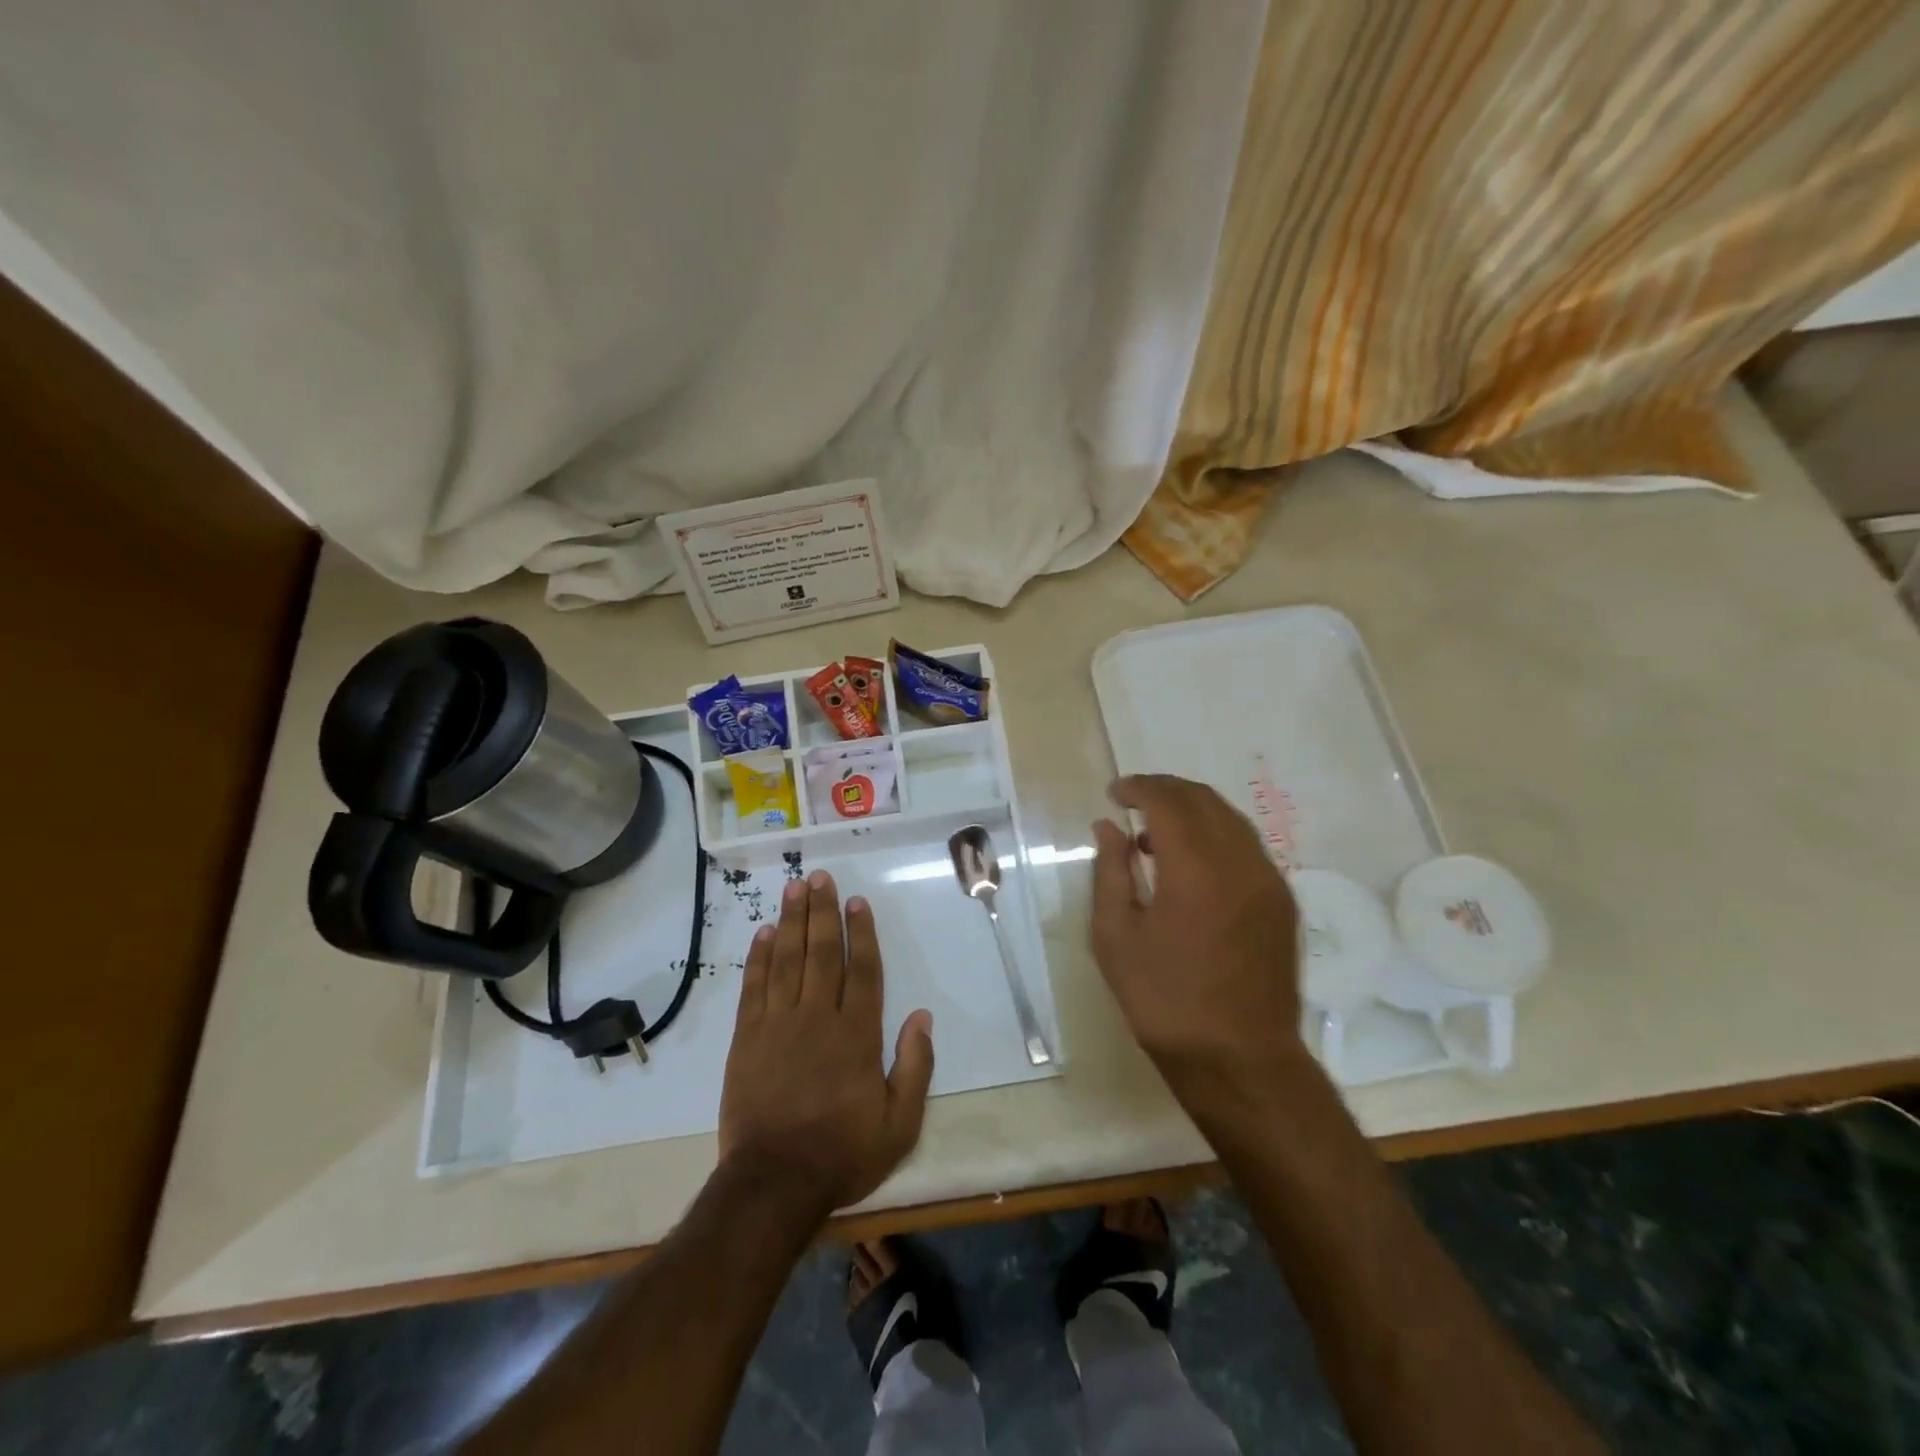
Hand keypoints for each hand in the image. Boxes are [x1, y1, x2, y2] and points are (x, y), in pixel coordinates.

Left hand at [719, 870, 934, 1220]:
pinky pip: (754, 988)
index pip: (863, 970)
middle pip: (822, 953)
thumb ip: (915, 1068)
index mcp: (857, 1035)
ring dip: (792, 921)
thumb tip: (923, 1017)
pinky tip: (764, 933)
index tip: (857, 901)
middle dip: (823, 911)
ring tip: (794, 888)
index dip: (862, 933)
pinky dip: (759, 958)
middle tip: (820, 877)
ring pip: (788, 960)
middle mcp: (818, 1018)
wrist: (773, 1184)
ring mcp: (778, 1025)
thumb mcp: (899, 1125)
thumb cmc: (842, 1153)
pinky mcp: (747, 1039)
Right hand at [1091, 774, 1302, 1090]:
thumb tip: (1108, 827)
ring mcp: (1269, 880)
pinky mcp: (1282, 901)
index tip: (1114, 793)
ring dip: (1192, 810)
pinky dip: (1215, 834)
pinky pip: (1247, 845)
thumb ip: (1110, 870)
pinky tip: (1191, 862)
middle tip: (1132, 801)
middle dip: (1165, 790)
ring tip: (1156, 832)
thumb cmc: (1163, 1000)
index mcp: (1195, 869)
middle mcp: (1240, 862)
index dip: (1138, 788)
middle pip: (1203, 799)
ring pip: (1229, 818)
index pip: (1168, 801)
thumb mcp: (1115, 936)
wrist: (1238, 1058)